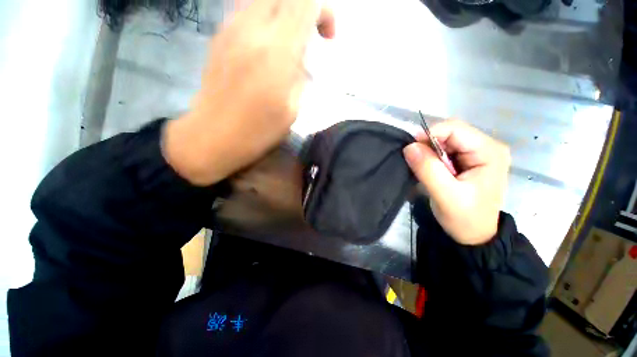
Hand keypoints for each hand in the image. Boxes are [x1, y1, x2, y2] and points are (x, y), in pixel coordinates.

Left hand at [163, 0, 334, 185]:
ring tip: (288, 45)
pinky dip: (265, 23)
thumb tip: (302, 61)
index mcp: (277, 52)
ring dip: (283, 15)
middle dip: (304, 9)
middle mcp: (252, 29)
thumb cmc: (258, 131)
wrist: (212, 136)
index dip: (323, 11)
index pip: (305, 2)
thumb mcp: (292, 110)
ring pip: (264, 1)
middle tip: (309, 37)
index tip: (326, 37)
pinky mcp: (219, 36)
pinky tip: (266, 50)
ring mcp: (231, 28)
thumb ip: (301, 77)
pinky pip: (247, 13)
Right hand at [403, 120, 510, 244]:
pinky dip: (432, 158)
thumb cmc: (465, 217)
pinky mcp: (469, 160)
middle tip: (417, 163)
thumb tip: (409, 147)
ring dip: (430, 152)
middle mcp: (487, 147)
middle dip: (429, 145)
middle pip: (450, 133)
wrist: (474, 235)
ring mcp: (478, 153)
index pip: (455, 129)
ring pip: (446, 141)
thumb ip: (427, 169)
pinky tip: (431, 170)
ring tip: (424, 170)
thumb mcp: (445, 195)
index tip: (411, 150)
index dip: (430, 134)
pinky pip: (445, 150)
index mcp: (489, 152)